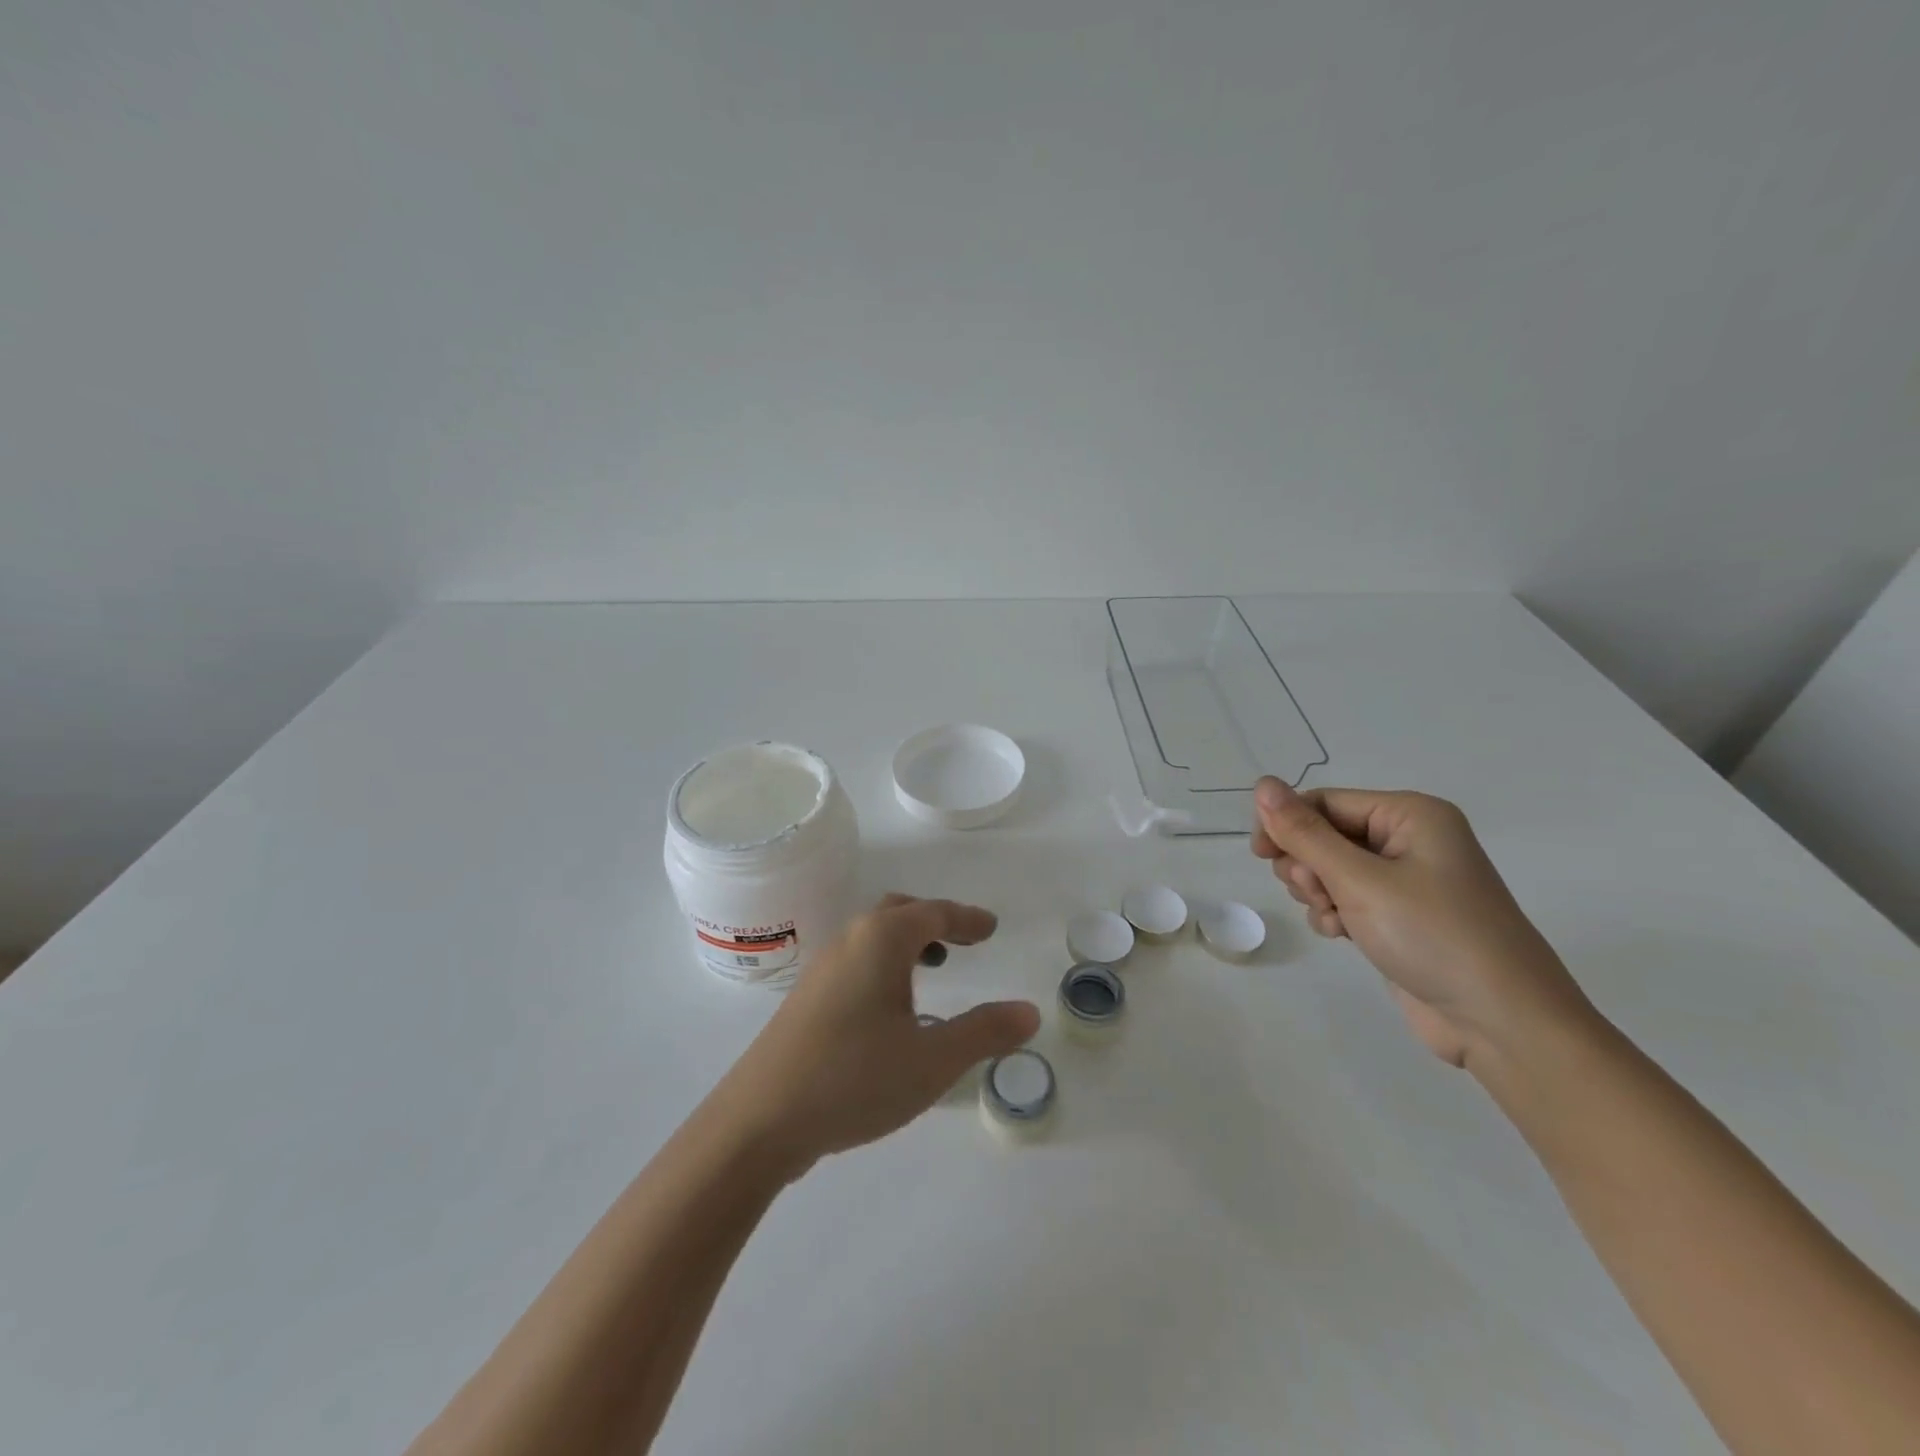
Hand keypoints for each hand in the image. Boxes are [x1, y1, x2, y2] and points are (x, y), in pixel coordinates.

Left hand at [713, 895, 1039, 1174]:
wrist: (758, 1121)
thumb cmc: (853, 1079)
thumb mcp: (932, 1060)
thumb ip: (984, 1032)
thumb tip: (1029, 1011)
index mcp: (881, 940)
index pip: (934, 913)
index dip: (967, 918)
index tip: (991, 927)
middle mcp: (849, 941)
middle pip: (899, 912)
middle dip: (935, 921)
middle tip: (965, 941)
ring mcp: (821, 969)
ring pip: (873, 936)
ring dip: (907, 942)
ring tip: (934, 969)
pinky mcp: (806, 998)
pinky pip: (856, 961)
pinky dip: (884, 964)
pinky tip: (891, 1008)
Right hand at [1251, 778, 1593, 1067]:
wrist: (1502, 1023)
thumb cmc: (1432, 935)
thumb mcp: (1359, 880)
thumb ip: (1304, 833)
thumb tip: (1262, 784)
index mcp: (1410, 815)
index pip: (1326, 802)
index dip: (1287, 824)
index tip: (1260, 855)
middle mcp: (1410, 840)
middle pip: (1326, 834)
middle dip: (1307, 864)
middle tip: (1313, 893)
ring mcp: (1408, 881)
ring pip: (1331, 869)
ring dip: (1318, 892)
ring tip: (1333, 918)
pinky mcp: (1401, 917)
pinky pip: (1348, 899)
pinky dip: (1335, 913)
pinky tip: (1341, 934)